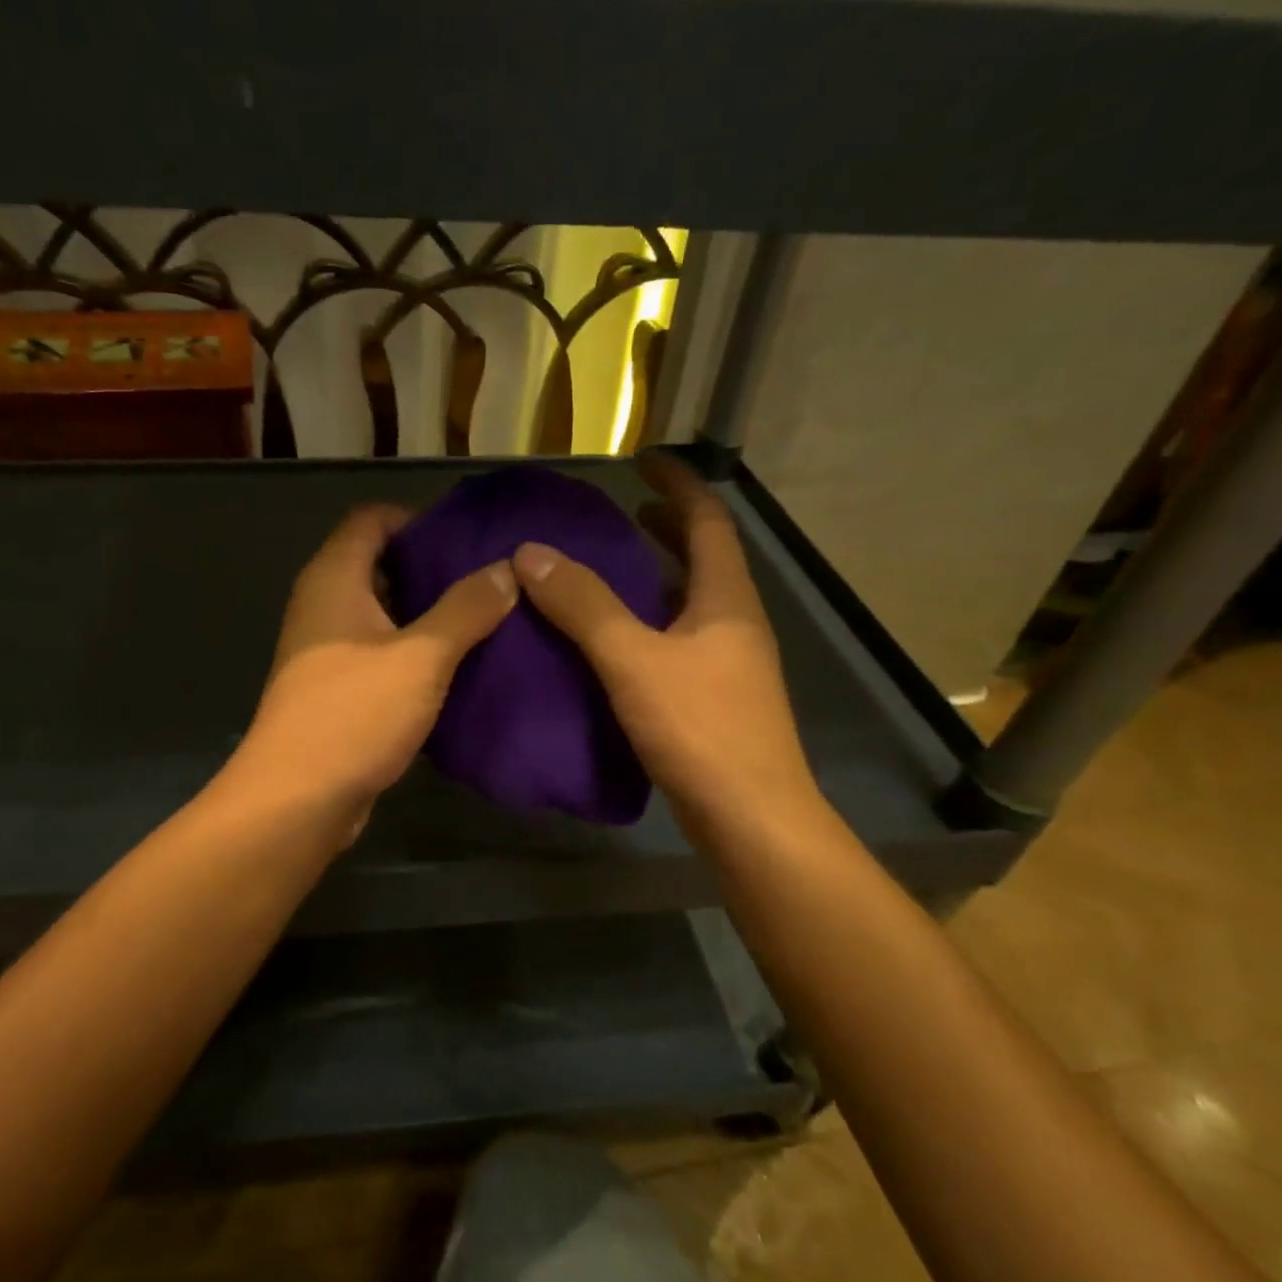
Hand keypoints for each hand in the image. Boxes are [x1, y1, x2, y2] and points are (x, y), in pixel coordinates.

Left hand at [235, 503, 516, 830]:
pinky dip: (415, 652)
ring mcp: (327, 649)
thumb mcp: (421, 657)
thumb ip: (466, 609)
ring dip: (428, 614)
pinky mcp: (337, 689)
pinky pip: (380, 653)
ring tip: (486, 620)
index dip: (417, 520)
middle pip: (379, 564)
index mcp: (333, 579)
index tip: (467, 539)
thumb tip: (507, 570)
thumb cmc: (355, 714)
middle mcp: (324, 605)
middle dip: (431, 569)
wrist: (297, 800)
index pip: (372, 519)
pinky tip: (458, 666)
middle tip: (489, 580)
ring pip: (383, 613)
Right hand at [511, 453, 825, 836]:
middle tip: (621, 516)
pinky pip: (677, 643)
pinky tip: (612, 645)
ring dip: (655, 580)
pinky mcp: (714, 701)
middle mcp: (734, 623)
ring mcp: (728, 665)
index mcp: (725, 599)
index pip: (707, 520)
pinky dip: (647, 626)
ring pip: (689, 604)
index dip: (677, 485)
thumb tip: (531, 552)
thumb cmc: (699, 729)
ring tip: (608, 573)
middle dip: (667, 530)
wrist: (750, 819)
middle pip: (704, 559)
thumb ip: (583, 605)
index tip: (642, 462)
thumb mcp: (633, 660)